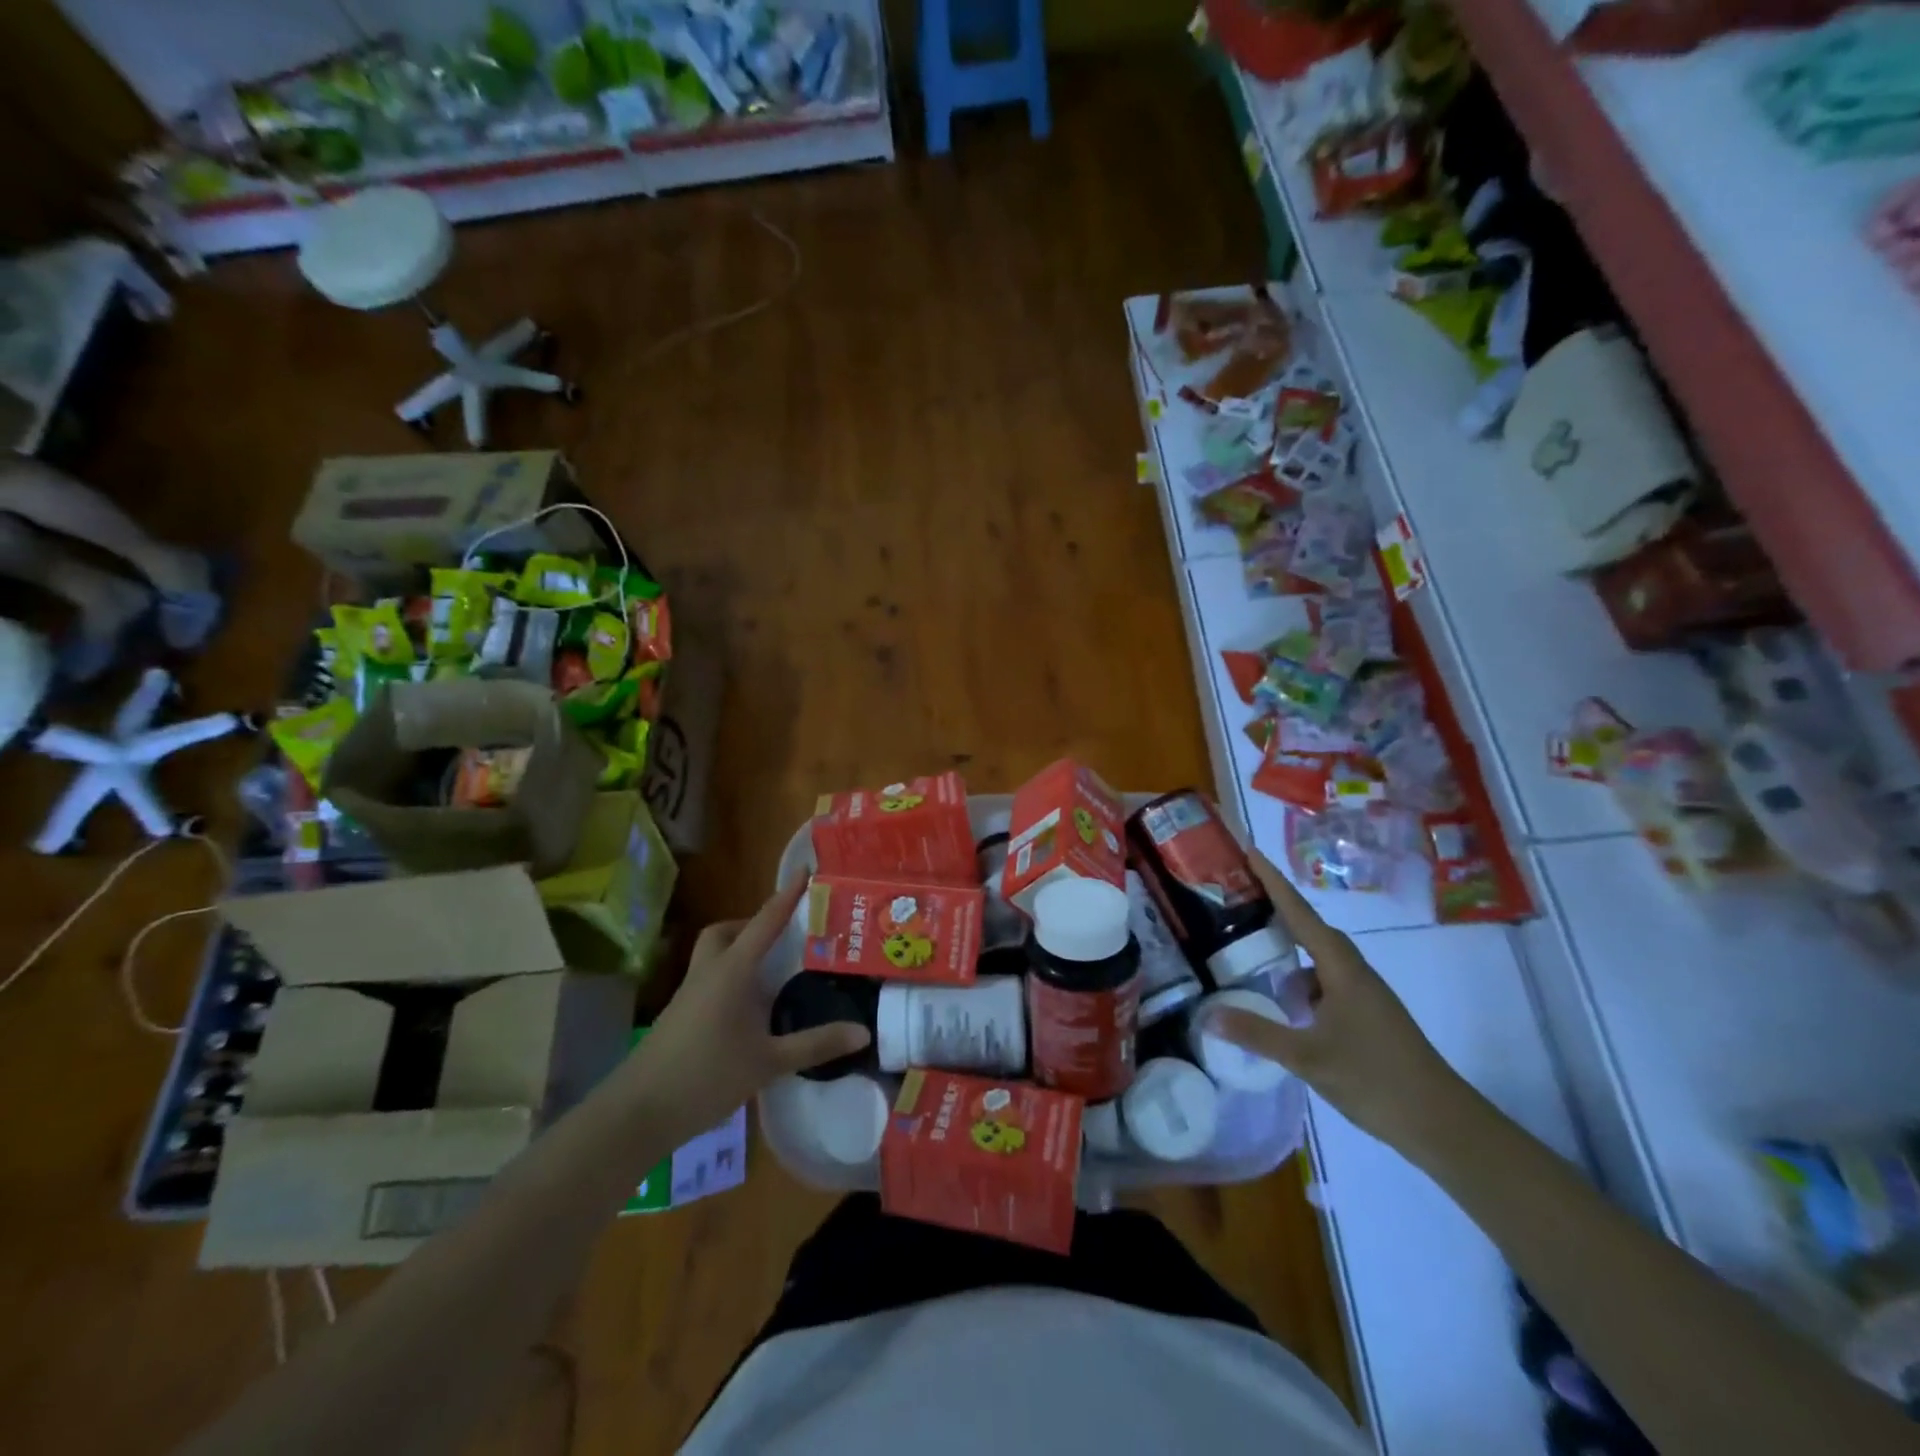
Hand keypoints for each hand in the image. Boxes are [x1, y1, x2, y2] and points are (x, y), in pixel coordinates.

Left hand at [634, 878, 870, 1137]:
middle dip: (752, 926)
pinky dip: (729, 980)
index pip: (765, 922)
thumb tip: (862, 1032)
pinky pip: (707, 981)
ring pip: (712, 956)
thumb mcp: (768, 1062)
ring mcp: (688, 994)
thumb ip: (815, 1044)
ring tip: (769, 974)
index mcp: (732, 970)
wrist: (637, 1113)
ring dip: (738, 952)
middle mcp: (708, 972)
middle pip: (726, 932)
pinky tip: (747, 1010)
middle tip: (782, 938)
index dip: (786, 896)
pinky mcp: (678, 1017)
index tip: (804, 870)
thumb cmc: (706, 1076)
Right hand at [1207, 850, 1474, 1158]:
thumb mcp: (1308, 1057)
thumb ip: (1257, 1034)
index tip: (1250, 852)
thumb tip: (1209, 1015)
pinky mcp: (1368, 1017)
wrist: (1442, 1123)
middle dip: (1277, 913)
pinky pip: (1326, 984)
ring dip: (1289, 956)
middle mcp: (1354, 972)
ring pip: (1319, 961)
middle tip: (1239, 903)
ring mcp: (1364, 995)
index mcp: (1341, 968)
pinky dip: (1302, 986)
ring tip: (1253, 959)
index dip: (1273, 882)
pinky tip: (1285, 1008)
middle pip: (1311, 931)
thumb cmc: (1375, 1079)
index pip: (1300, 913)